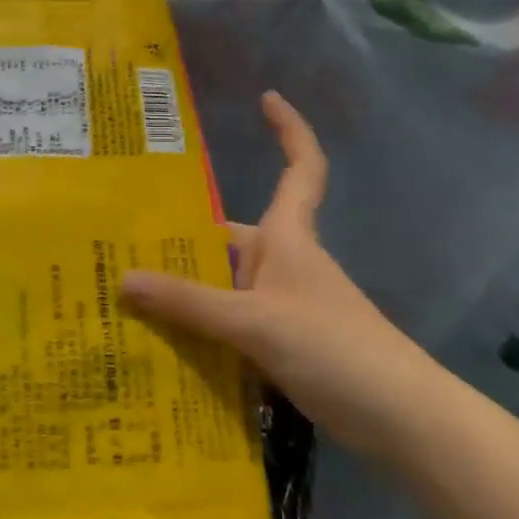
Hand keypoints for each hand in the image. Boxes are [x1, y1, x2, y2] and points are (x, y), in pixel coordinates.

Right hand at [120, 92, 440, 455]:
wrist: (400, 421)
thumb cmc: (333, 347)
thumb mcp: (254, 321)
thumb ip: (189, 303)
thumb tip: (121, 279)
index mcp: (288, 239)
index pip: (300, 168)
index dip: (288, 129)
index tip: (267, 97)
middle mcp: (283, 265)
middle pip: (228, 238)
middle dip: (180, 241)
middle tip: (118, 246)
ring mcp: (282, 307)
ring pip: (222, 287)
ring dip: (183, 293)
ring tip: (123, 298)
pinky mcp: (281, 347)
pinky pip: (229, 327)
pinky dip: (199, 332)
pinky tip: (161, 348)